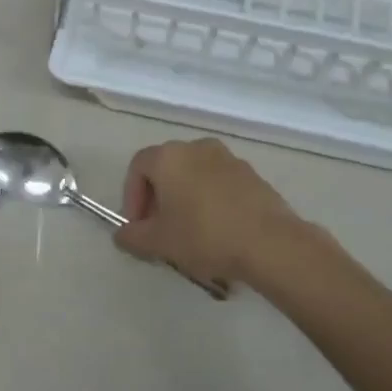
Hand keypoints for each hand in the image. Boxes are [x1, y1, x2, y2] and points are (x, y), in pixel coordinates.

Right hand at [116, 139, 309, 290]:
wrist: (270, 243)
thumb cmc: (205, 236)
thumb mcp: (159, 242)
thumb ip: (133, 237)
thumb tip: (121, 235)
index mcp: (169, 156)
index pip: (138, 167)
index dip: (132, 196)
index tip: (138, 225)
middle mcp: (197, 147)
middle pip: (167, 168)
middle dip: (158, 198)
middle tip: (159, 229)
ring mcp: (228, 158)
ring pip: (195, 175)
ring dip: (185, 198)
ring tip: (189, 232)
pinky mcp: (252, 174)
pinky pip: (220, 183)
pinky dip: (211, 200)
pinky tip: (217, 230)